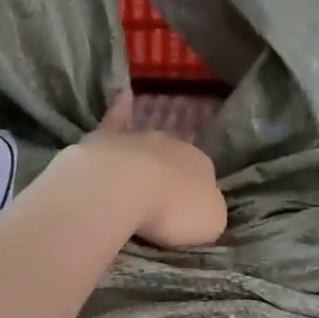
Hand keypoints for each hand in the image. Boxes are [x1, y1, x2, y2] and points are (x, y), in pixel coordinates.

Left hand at [69, 90, 226, 248]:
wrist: (124, 188)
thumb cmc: (172, 211)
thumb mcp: (210, 222)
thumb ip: (210, 212)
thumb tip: (205, 208)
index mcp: (203, 165)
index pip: (205, 177)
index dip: (197, 195)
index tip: (186, 213)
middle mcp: (175, 145)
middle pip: (177, 159)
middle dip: (172, 176)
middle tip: (162, 200)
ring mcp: (140, 138)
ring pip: (150, 142)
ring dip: (149, 153)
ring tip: (143, 170)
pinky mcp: (108, 137)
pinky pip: (117, 116)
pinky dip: (120, 106)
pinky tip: (123, 94)